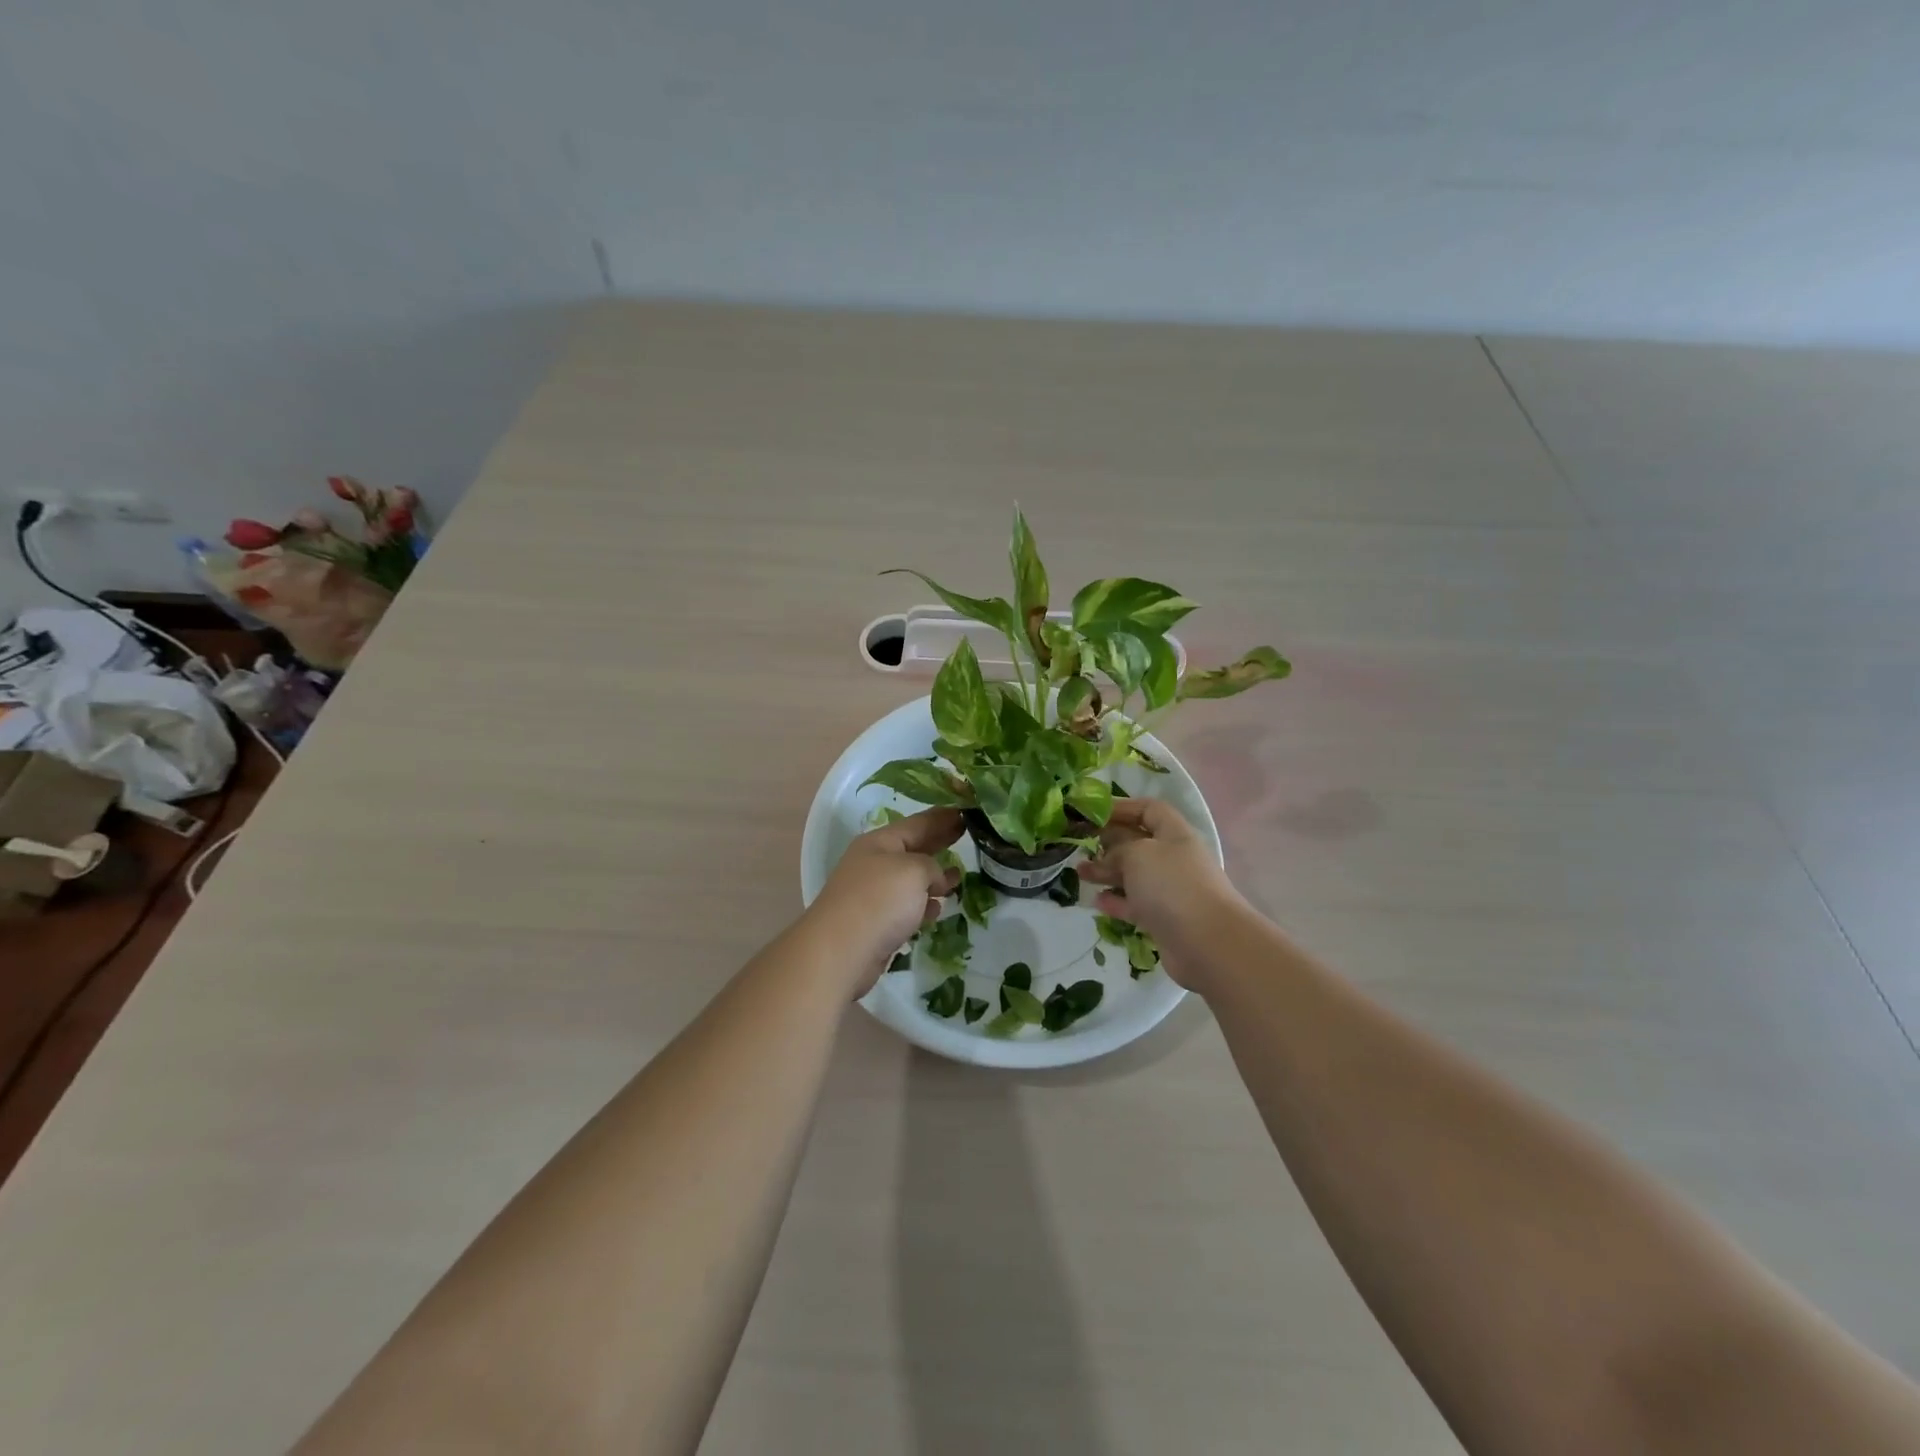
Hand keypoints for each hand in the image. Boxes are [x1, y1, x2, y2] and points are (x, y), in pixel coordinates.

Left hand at [806, 807, 963, 990]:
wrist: (841, 952)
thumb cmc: (879, 900)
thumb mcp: (914, 870)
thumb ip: (933, 866)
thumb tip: (937, 880)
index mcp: (880, 842)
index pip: (918, 823)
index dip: (943, 817)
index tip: (968, 812)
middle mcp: (875, 864)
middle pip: (914, 848)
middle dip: (939, 842)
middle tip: (968, 835)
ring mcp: (874, 894)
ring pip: (911, 880)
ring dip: (934, 878)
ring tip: (958, 877)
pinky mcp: (877, 922)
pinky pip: (907, 907)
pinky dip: (923, 906)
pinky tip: (938, 909)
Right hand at [1079, 799, 1244, 988]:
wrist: (1207, 943)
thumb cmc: (1172, 885)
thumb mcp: (1138, 854)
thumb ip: (1117, 849)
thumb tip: (1108, 858)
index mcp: (1174, 834)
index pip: (1149, 810)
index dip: (1122, 807)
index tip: (1093, 813)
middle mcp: (1174, 859)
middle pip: (1138, 842)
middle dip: (1109, 841)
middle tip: (1080, 844)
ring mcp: (1170, 890)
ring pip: (1134, 875)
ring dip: (1107, 872)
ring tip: (1079, 872)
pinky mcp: (1164, 919)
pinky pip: (1135, 904)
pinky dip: (1116, 901)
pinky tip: (1096, 900)